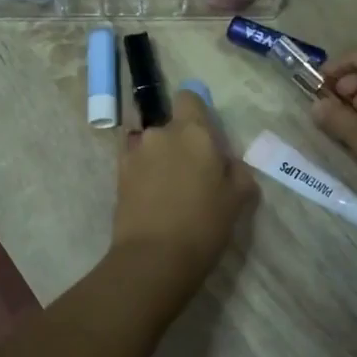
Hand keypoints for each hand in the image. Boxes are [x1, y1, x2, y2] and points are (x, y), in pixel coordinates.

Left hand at [110, 89, 256, 300]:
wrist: (154, 258)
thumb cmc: (204, 224)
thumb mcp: (238, 198)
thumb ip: (237, 171)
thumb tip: (227, 163)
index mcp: (193, 132)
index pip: (189, 97)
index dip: (197, 112)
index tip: (206, 137)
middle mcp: (161, 133)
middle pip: (171, 126)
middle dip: (181, 142)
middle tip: (194, 173)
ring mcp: (135, 153)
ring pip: (152, 145)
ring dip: (160, 158)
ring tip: (170, 190)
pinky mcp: (118, 175)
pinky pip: (135, 163)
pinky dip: (144, 173)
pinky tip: (152, 196)